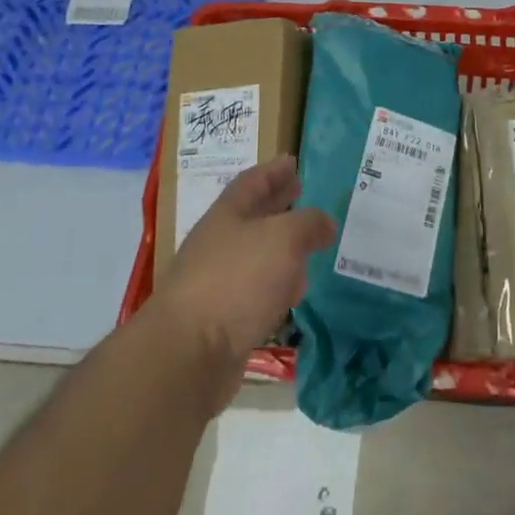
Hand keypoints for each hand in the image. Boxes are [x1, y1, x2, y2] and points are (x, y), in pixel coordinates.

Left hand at [152, 157, 336, 411]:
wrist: (188, 354)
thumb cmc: (237, 280)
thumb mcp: (283, 239)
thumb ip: (308, 224)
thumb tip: (325, 223)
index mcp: (228, 214)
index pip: (252, 182)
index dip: (274, 170)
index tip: (293, 161)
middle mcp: (220, 243)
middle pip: (252, 216)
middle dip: (278, 204)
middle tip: (302, 194)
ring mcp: (218, 282)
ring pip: (256, 255)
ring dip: (281, 249)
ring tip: (307, 245)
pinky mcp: (222, 319)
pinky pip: (256, 292)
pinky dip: (276, 286)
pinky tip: (292, 292)